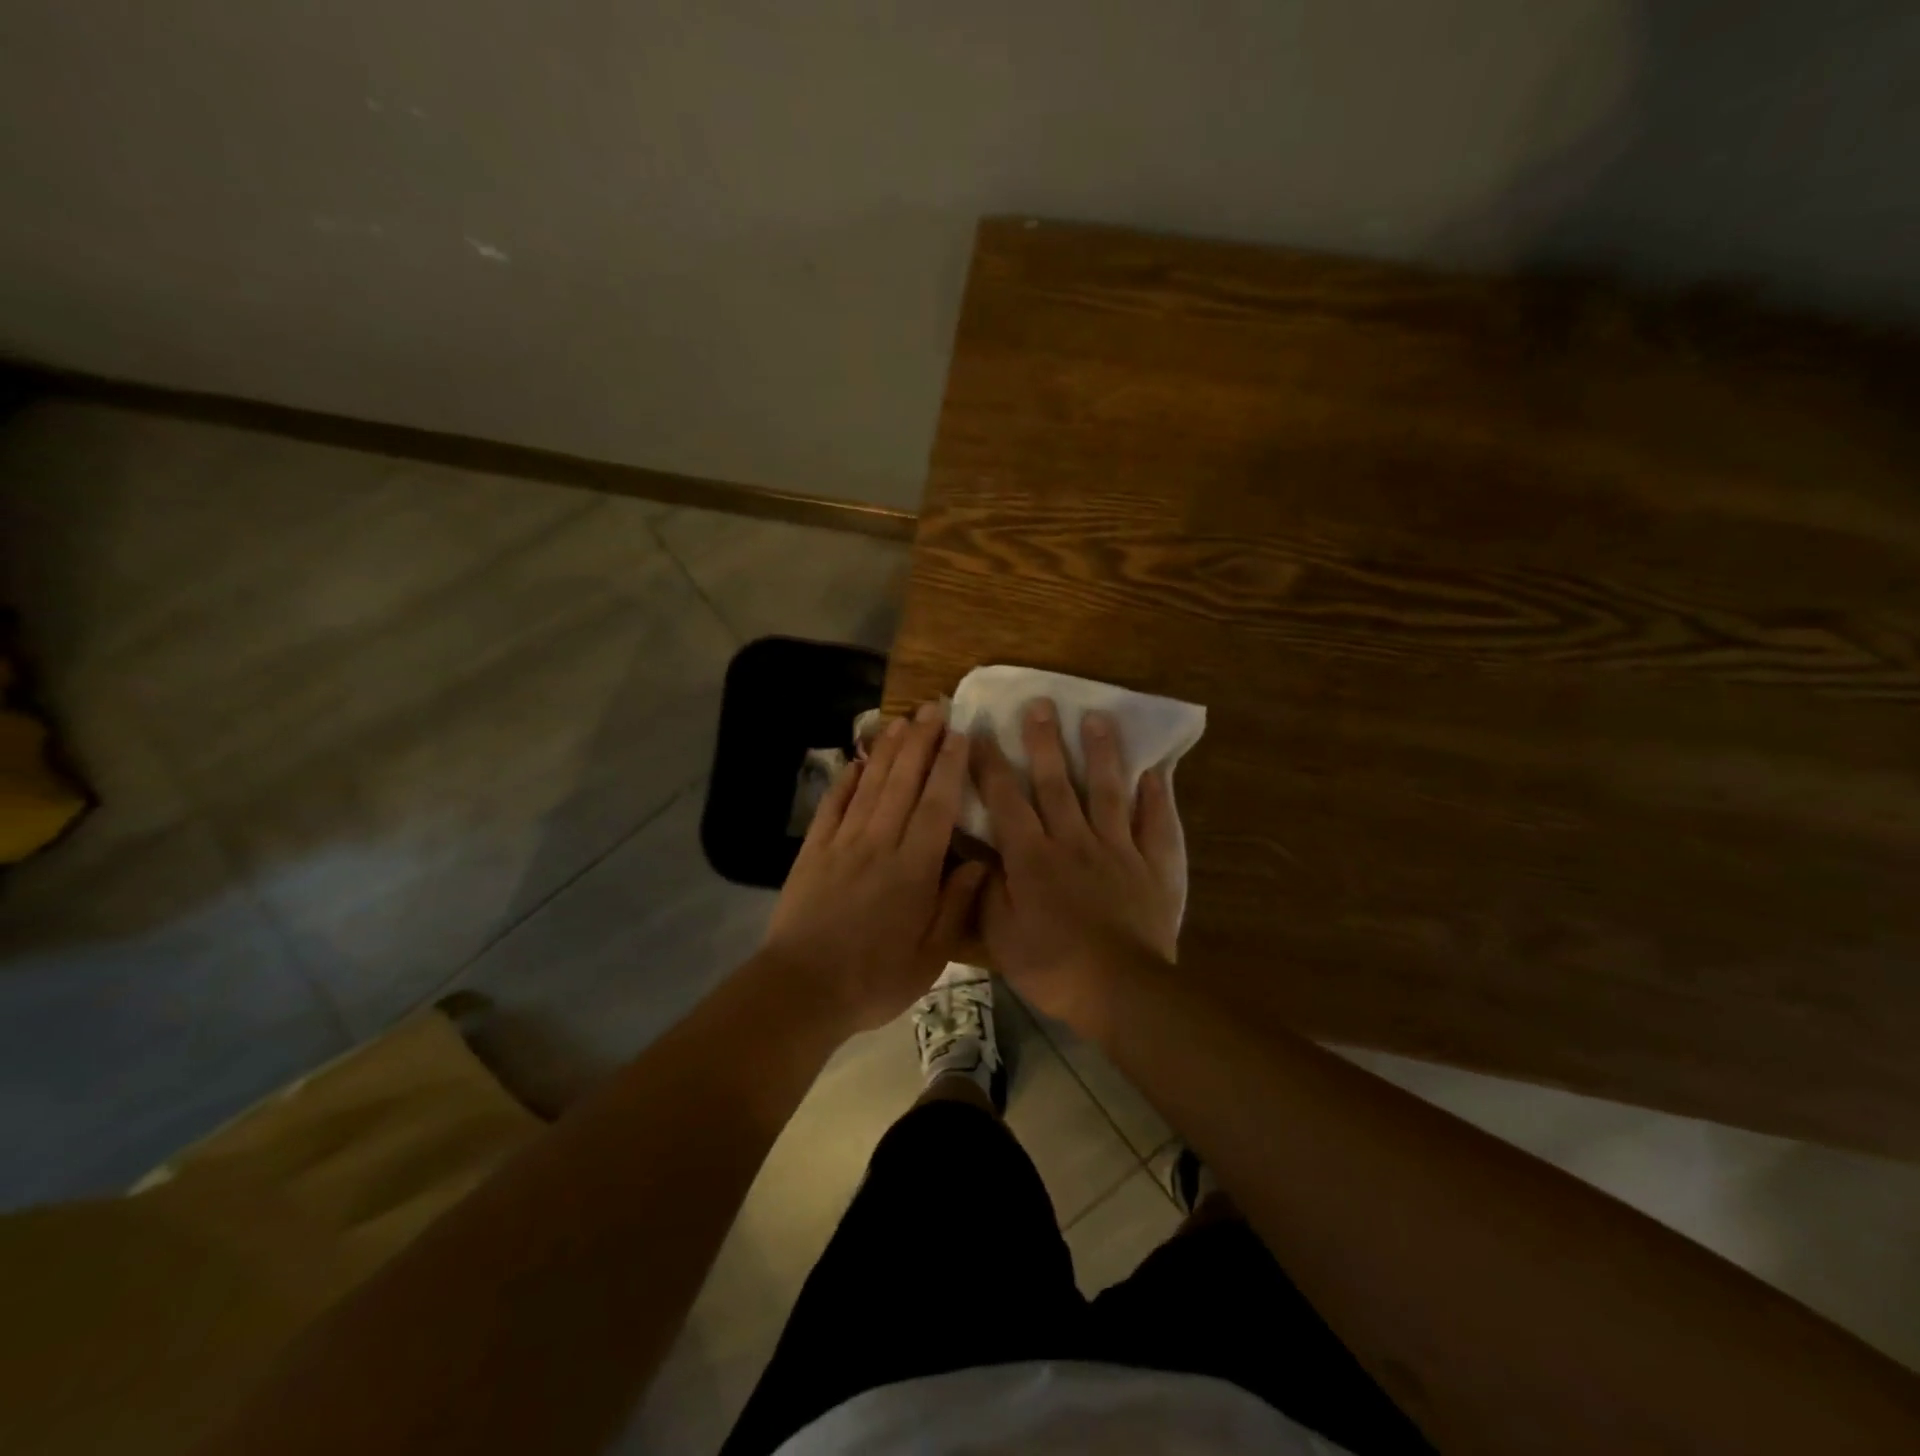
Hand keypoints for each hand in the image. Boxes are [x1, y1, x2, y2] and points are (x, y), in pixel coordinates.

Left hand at [763, 703, 987, 1032]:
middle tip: (933, 707)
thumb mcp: (930, 955)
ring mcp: (842, 843)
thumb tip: (981, 863)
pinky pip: (832, 805)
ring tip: (901, 719)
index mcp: (913, 868)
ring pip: (869, 785)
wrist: (802, 989)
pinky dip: (844, 780)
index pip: (936, 804)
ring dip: (886, 750)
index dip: (950, 766)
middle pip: (902, 782)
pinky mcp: (813, 851)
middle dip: (920, 741)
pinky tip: (855, 760)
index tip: (960, 734)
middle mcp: (879, 843)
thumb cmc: (874, 978)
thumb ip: (955, 904)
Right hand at [973, 699, 1185, 1034]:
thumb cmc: (1054, 967)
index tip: (978, 732)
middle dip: (1044, 741)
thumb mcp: (1003, 938)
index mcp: (1033, 858)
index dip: (989, 765)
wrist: (1122, 991)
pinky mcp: (1152, 864)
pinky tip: (1157, 770)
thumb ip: (988, 894)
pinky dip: (1156, 796)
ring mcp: (1117, 849)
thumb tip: (981, 858)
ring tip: (1097, 717)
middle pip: (1056, 783)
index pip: (1005, 801)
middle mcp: (1073, 841)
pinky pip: (1155, 823)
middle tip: (1040, 703)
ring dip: (1101, 753)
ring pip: (1106, 791)